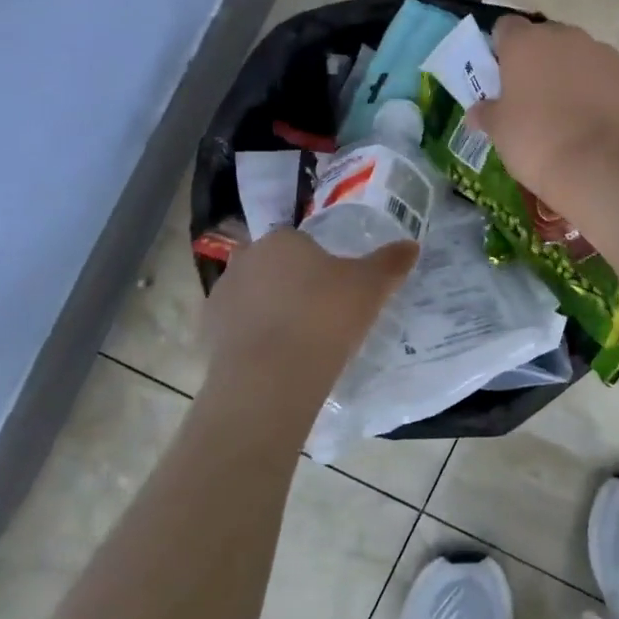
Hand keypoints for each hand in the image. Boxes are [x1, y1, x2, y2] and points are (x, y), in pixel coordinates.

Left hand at [201, 228, 416, 382]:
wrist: (271, 378)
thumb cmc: (325, 317)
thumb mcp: (371, 287)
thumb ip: (390, 262)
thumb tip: (411, 245)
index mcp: (281, 240)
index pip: (302, 242)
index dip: (321, 265)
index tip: (338, 290)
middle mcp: (245, 260)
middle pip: (275, 268)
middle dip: (293, 285)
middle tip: (322, 315)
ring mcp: (221, 297)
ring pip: (254, 298)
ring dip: (271, 313)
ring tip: (300, 343)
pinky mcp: (207, 335)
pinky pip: (238, 331)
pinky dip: (254, 341)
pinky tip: (277, 362)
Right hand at [469, 16, 618, 207]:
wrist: (600, 165)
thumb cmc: (537, 142)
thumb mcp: (499, 131)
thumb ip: (487, 113)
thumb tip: (478, 111)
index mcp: (525, 43)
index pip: (506, 28)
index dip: (502, 49)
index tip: (502, 75)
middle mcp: (565, 37)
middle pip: (546, 39)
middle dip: (540, 61)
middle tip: (534, 98)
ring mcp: (603, 53)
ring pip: (581, 56)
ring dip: (573, 74)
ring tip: (570, 113)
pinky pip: (608, 77)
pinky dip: (601, 91)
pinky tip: (597, 122)